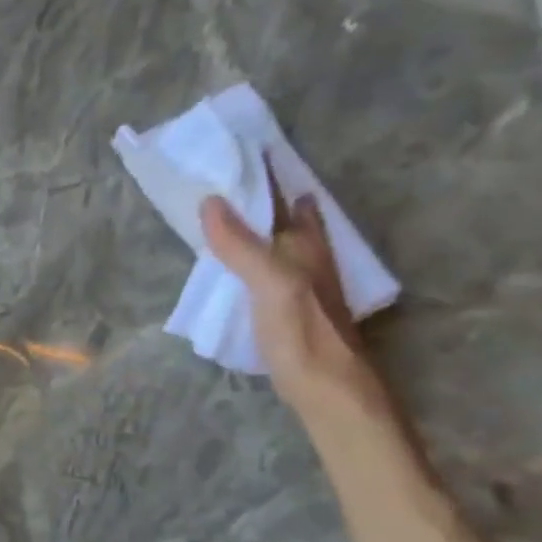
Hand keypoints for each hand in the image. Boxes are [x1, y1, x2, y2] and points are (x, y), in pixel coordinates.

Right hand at [200, 185, 379, 413]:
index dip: (268, 175)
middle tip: (236, 176)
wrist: (330, 391)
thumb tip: (211, 200)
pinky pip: (269, 269)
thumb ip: (242, 245)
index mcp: (305, 247)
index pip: (285, 199)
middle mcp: (308, 260)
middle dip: (266, 196)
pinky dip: (253, 256)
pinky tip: (242, 264)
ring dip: (261, 225)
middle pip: (286, 217)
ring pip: (281, 243)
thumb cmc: (303, 334)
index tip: (246, 150)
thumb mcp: (271, 285)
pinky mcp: (290, 310)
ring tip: (234, 212)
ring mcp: (302, 286)